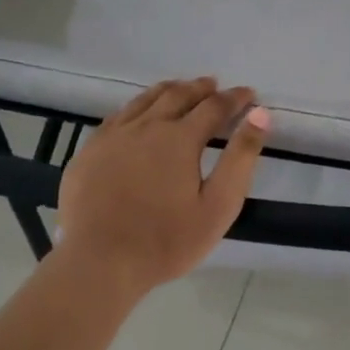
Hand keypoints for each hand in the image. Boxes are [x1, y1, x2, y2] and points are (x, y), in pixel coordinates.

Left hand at [55, 78, 269, 298]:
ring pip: (145, 100)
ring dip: (169, 91)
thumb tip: (260, 114)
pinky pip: (118, 115)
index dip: (235, 98)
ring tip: (181, 89)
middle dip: (201, 88)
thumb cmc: (166, 240)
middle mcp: (147, 126)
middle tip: (215, 86)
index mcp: (181, 138)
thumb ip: (241, 157)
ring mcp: (114, 135)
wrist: (98, 263)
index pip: (215, 106)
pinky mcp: (89, 150)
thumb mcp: (218, 205)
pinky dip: (138, 106)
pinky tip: (138, 114)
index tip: (249, 94)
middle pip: (179, 95)